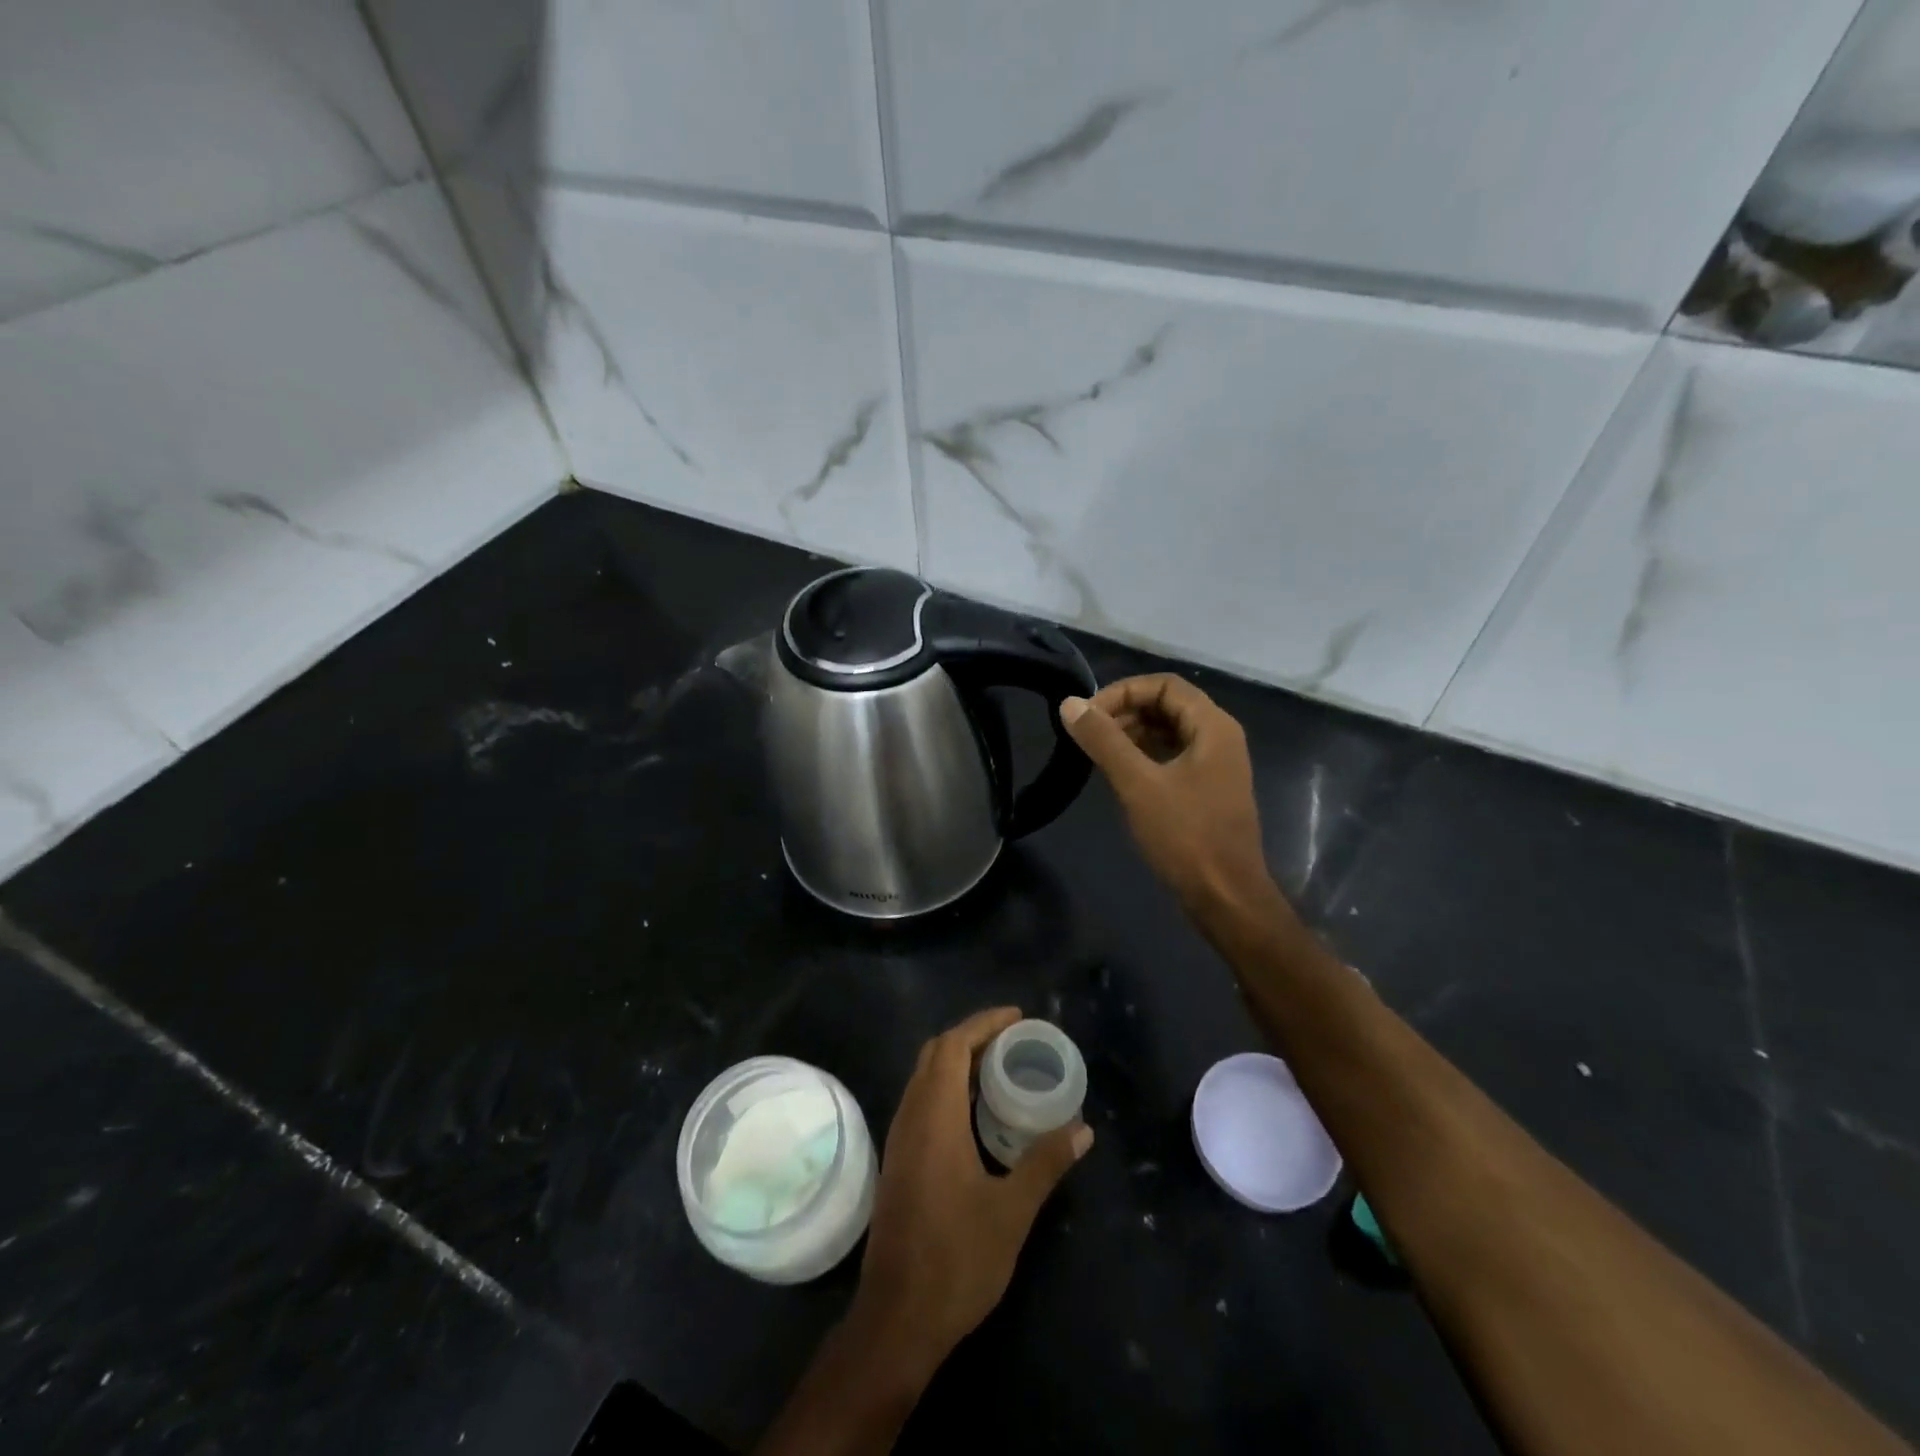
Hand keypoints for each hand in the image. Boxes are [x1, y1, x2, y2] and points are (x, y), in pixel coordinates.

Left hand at [853, 1008, 1091, 1369]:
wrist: (897, 1319)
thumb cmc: (957, 1260)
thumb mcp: (1012, 1211)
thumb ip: (1045, 1163)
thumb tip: (1083, 1129)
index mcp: (934, 1117)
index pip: (952, 1046)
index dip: (984, 1023)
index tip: (1018, 1018)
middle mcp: (910, 1117)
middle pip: (935, 1054)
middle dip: (972, 1036)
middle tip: (1013, 1039)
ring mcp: (899, 1140)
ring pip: (924, 1078)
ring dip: (958, 1062)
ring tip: (1000, 1067)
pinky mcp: (899, 1161)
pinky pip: (921, 1101)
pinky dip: (948, 1087)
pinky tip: (976, 1112)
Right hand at [1061, 675, 1284, 925]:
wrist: (1225, 897)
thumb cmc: (1185, 835)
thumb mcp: (1138, 784)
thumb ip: (1104, 740)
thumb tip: (1070, 704)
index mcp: (1213, 726)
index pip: (1164, 684)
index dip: (1123, 691)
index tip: (1089, 714)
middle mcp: (1219, 737)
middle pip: (1167, 704)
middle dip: (1125, 711)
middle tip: (1088, 733)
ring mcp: (1215, 765)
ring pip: (1168, 732)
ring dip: (1132, 733)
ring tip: (1097, 752)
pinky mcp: (1206, 790)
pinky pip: (1172, 757)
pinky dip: (1143, 755)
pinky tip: (1118, 773)